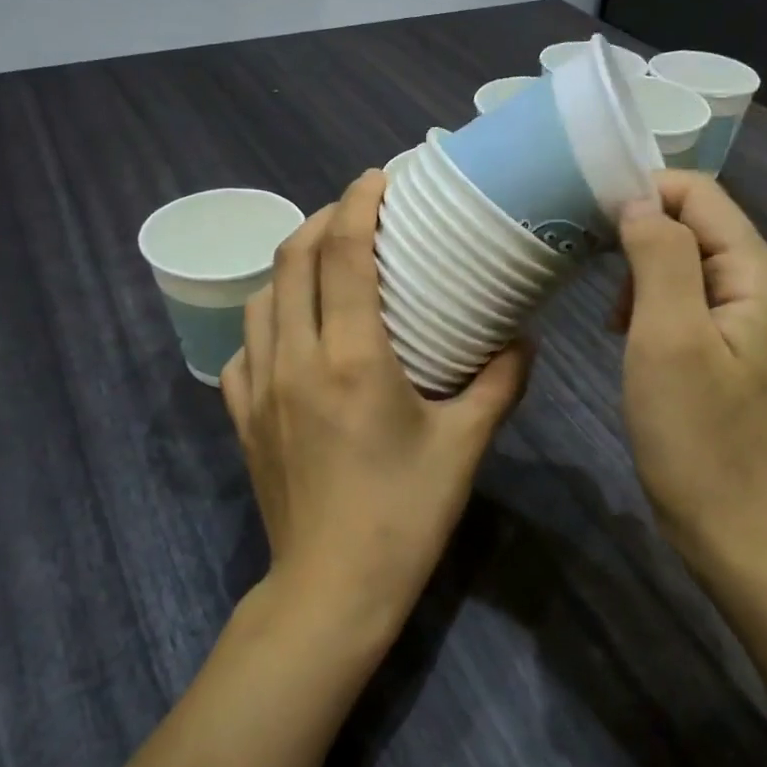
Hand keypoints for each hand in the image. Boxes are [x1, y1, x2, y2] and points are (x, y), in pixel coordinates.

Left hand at [222, 170, 533, 634]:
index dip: (358, 204)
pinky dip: (266, 319)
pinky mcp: (244, 418)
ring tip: (324, 261)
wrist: (333, 588)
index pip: (344, 254)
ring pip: (261, 297)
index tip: (378, 177)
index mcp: (353, 358)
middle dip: (323, 220)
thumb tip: (522, 340)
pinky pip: (244, 347)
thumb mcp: (464, 446)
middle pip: (293, 260)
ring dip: (290, 264)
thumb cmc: (405, 515)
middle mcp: (296, 359)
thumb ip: (499, 383)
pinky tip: (290, 330)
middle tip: (358, 211)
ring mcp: (261, 387)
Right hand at [614, 171, 766, 570]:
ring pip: (693, 266)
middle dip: (643, 240)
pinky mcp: (742, 352)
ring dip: (647, 278)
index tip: (590, 223)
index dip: (645, 193)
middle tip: (597, 282)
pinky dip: (659, 308)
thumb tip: (638, 202)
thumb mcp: (668, 338)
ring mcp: (760, 323)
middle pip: (700, 227)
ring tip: (618, 324)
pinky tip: (637, 342)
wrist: (735, 529)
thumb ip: (659, 258)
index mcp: (761, 276)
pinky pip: (697, 304)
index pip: (702, 195)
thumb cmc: (695, 436)